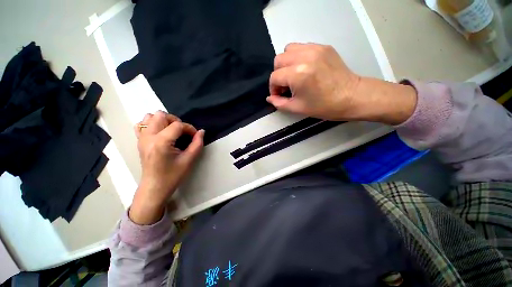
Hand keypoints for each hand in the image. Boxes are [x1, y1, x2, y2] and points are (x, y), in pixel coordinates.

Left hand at [129, 111, 204, 224]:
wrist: (155, 187)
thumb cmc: (173, 175)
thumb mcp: (189, 160)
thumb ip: (197, 144)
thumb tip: (201, 131)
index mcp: (161, 142)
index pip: (177, 125)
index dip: (190, 128)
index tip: (195, 136)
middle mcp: (149, 137)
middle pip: (161, 115)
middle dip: (176, 121)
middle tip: (183, 133)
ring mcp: (141, 138)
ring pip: (150, 117)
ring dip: (163, 121)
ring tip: (171, 131)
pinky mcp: (139, 141)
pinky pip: (141, 124)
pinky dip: (151, 124)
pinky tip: (160, 133)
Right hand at [267, 43, 416, 124]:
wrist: (351, 97)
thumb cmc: (324, 106)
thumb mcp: (297, 108)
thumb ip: (279, 103)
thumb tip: (269, 98)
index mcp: (298, 74)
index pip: (274, 77)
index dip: (273, 88)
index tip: (279, 95)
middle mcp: (304, 57)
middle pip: (279, 60)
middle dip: (278, 74)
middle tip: (286, 86)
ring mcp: (315, 49)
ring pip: (289, 49)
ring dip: (287, 63)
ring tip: (294, 75)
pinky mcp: (323, 47)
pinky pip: (302, 47)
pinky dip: (298, 57)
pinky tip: (304, 69)